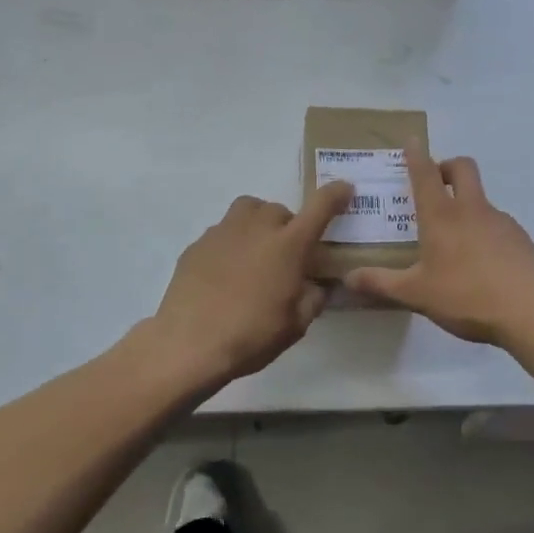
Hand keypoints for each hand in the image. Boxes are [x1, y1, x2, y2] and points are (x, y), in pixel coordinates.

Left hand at [150, 180, 357, 386]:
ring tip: (256, 252)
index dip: (335, 195)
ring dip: (258, 223)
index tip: (345, 189)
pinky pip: (222, 232)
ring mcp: (223, 232)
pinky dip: (231, 243)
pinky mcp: (197, 244)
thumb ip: (312, 298)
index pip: (320, 207)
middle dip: (288, 226)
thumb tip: (314, 285)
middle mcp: (257, 228)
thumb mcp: (296, 325)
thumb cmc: (251, 335)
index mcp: (289, 245)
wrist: (188, 343)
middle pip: (279, 209)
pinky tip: (226, 273)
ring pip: (248, 210)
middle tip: (287, 255)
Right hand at [344, 146, 533, 345]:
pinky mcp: (520, 238)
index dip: (416, 155)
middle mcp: (471, 209)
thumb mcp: (416, 294)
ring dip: (466, 203)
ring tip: (454, 240)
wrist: (532, 311)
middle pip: (462, 167)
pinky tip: (480, 263)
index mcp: (441, 216)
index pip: (425, 173)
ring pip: (481, 198)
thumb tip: (348, 278)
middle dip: (447, 166)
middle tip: (435, 185)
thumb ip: (381, 284)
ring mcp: (500, 221)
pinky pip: (497, 223)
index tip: (411, 141)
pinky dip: (484, 230)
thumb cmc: (466, 296)